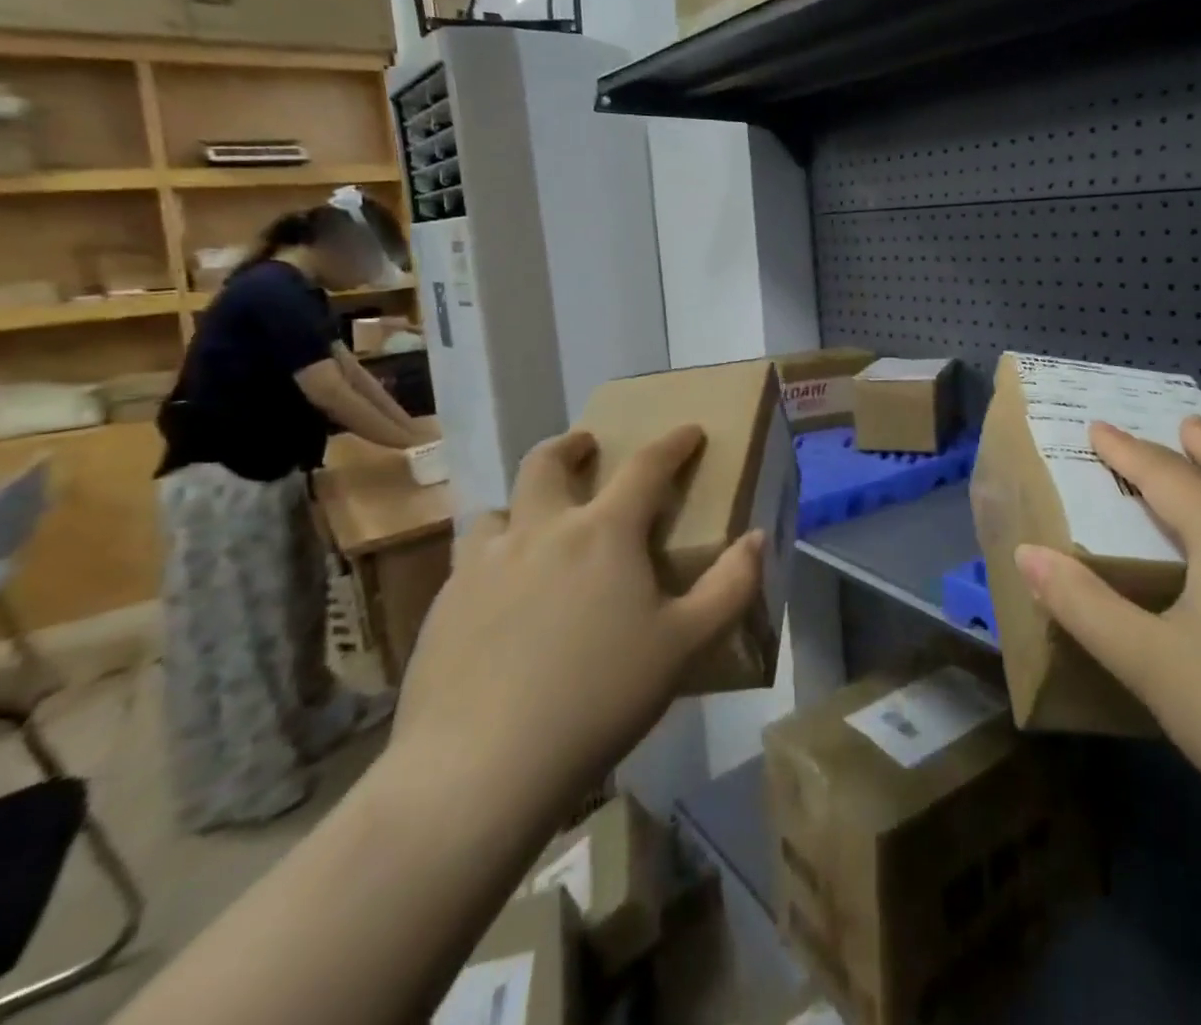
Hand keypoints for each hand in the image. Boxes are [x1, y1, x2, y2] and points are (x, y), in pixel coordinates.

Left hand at [388, 425, 761, 832]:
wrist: (478, 769)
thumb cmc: (599, 698)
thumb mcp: (686, 645)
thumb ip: (731, 586)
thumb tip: (757, 538)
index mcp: (603, 532)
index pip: (646, 466)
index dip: (673, 443)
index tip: (689, 430)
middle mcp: (540, 531)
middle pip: (547, 462)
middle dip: (571, 445)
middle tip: (586, 447)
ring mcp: (483, 566)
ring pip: (497, 509)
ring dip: (522, 503)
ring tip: (536, 526)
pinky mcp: (443, 606)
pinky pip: (469, 560)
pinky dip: (492, 557)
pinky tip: (500, 597)